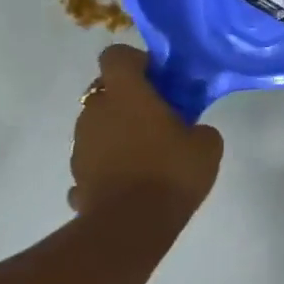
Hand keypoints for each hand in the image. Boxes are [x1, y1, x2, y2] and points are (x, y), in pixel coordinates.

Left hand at [69, 44, 223, 229]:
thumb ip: (198, 128)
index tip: (158, 79)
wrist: (130, 227)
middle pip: (106, 91)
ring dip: (117, 132)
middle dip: (129, 100)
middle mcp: (95, 112)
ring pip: (98, 126)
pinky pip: (94, 161)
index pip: (116, 55)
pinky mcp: (76, 178)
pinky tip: (130, 184)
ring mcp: (80, 146)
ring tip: (146, 156)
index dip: (136, 61)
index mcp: (125, 93)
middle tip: (159, 118)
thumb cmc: (171, 172)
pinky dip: (109, 166)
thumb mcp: (207, 145)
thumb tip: (191, 131)